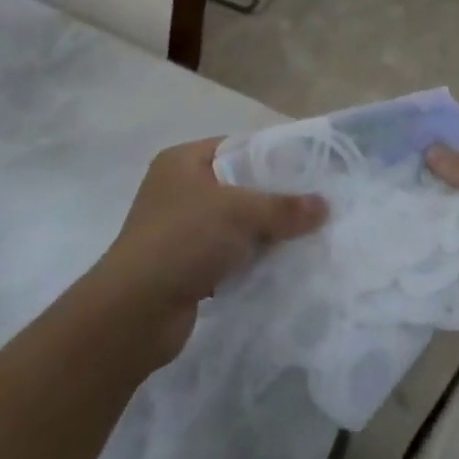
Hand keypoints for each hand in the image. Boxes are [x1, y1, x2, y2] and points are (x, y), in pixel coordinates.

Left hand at [92, 138, 326, 364]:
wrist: (134, 312)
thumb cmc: (184, 240)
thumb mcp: (241, 213)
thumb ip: (284, 207)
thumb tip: (325, 205)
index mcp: (182, 161)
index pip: (237, 147)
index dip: (272, 157)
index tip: (308, 171)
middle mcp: (177, 189)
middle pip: (238, 186)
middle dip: (272, 199)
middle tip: (313, 206)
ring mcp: (177, 229)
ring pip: (233, 224)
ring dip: (262, 234)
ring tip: (303, 237)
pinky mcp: (182, 266)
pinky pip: (225, 255)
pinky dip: (247, 261)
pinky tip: (277, 267)